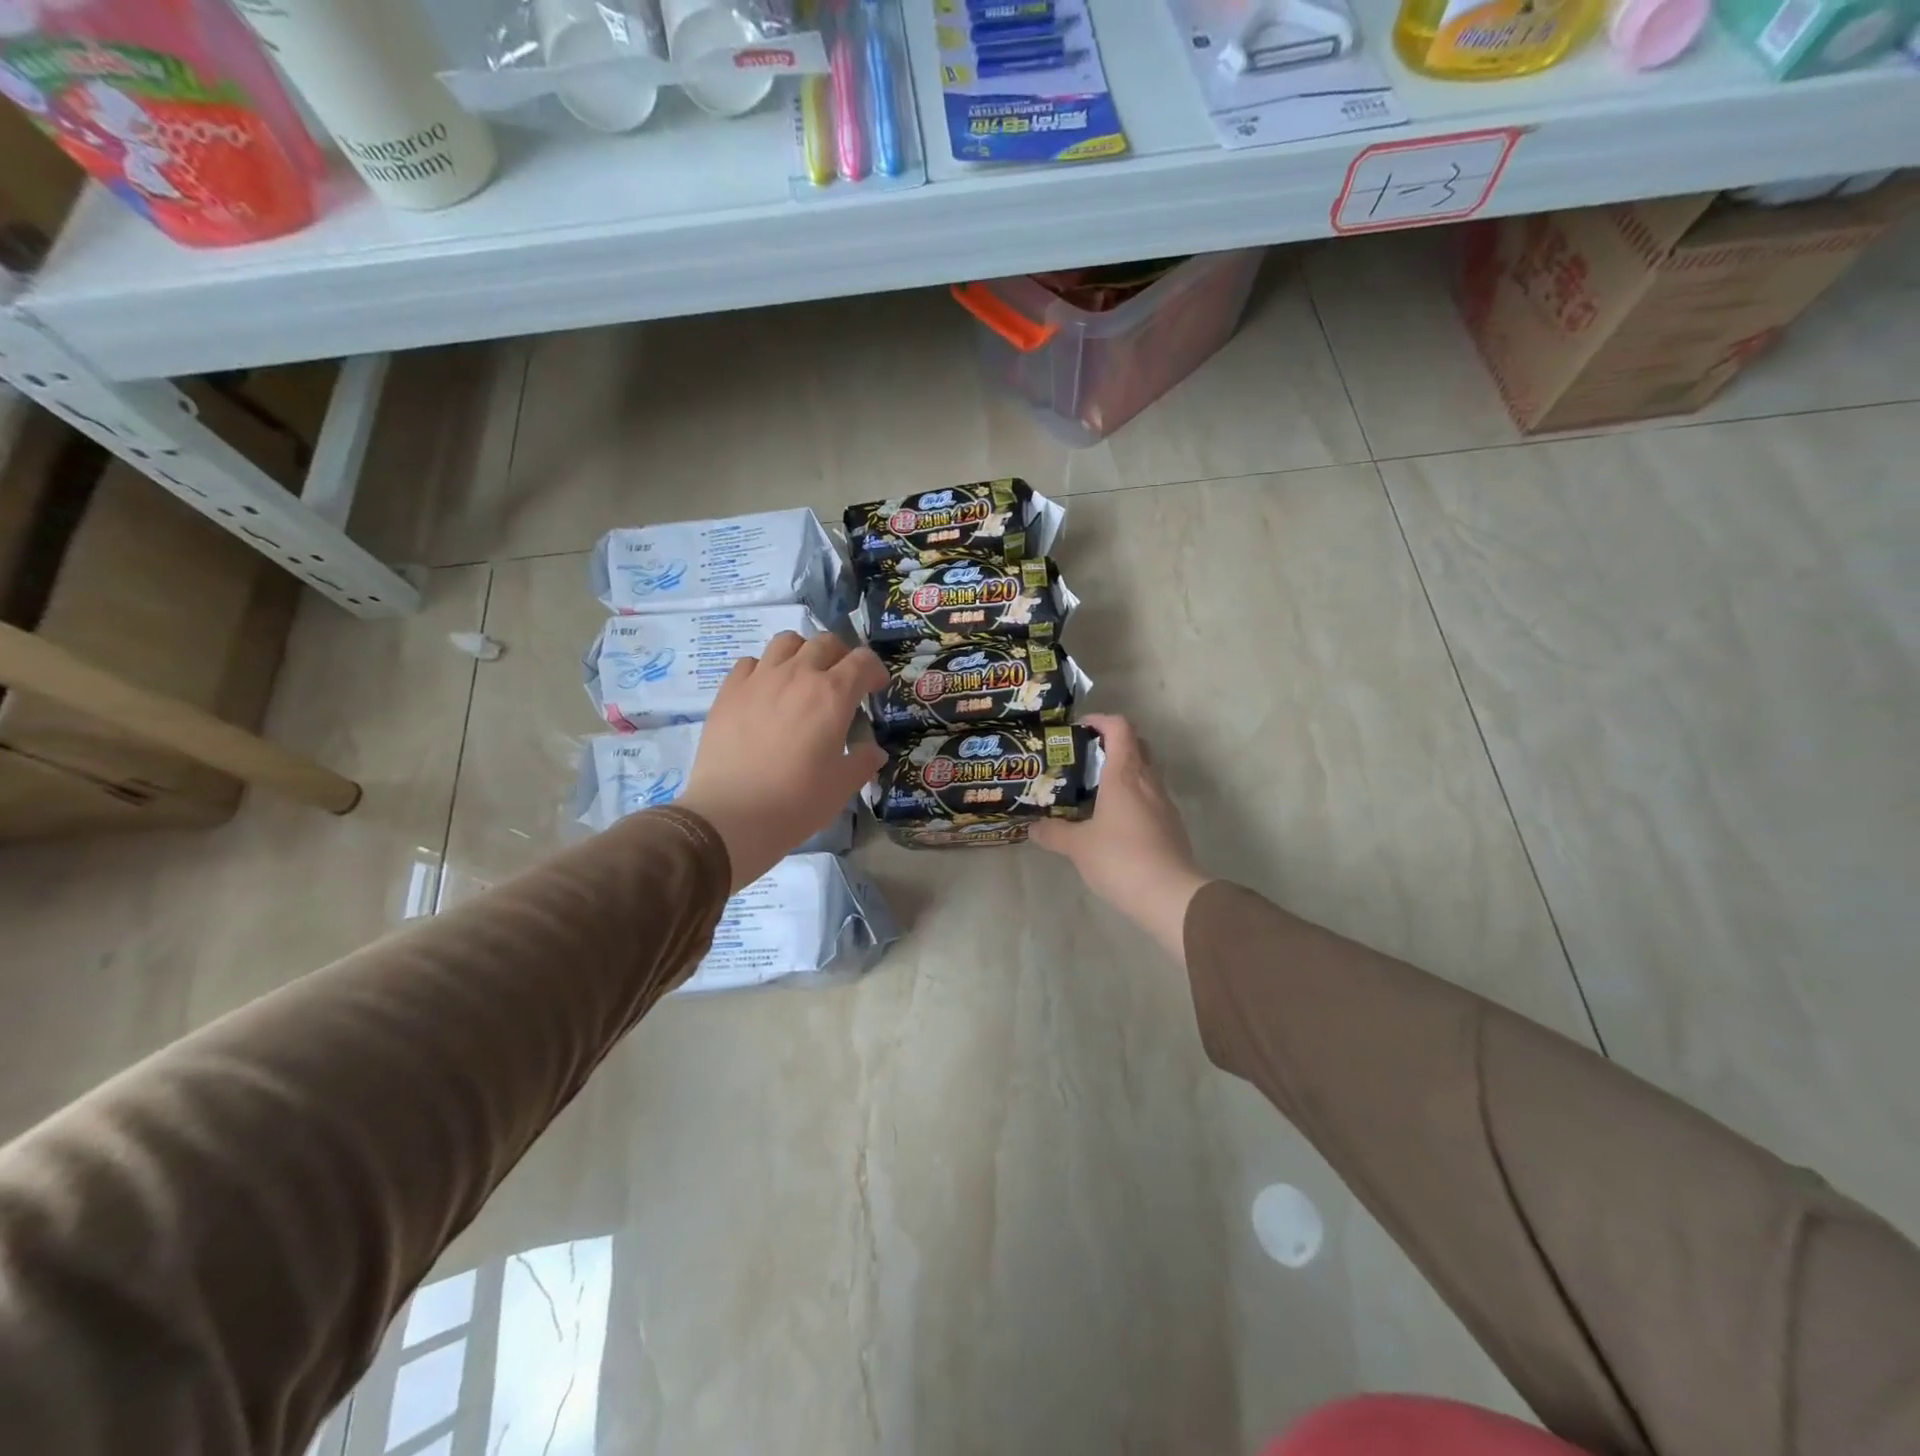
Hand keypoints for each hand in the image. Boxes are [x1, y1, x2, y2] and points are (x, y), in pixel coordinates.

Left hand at [681, 632, 887, 889]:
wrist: (731, 815)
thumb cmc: (796, 802)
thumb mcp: (841, 787)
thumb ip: (862, 762)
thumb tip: (873, 751)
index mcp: (832, 694)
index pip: (862, 660)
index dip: (874, 670)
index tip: (874, 687)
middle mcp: (797, 675)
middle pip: (825, 642)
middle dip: (841, 655)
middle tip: (842, 680)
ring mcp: (759, 679)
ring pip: (786, 642)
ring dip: (802, 652)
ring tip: (803, 676)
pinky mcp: (728, 691)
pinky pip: (750, 663)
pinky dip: (764, 669)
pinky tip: (765, 692)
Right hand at [1030, 714, 1210, 963]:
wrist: (1170, 894)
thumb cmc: (1120, 858)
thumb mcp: (1077, 846)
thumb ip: (1053, 832)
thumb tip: (1032, 827)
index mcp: (1124, 774)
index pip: (1120, 728)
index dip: (1100, 720)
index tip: (1079, 729)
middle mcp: (1148, 781)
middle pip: (1136, 744)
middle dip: (1111, 743)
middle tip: (1084, 758)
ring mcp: (1163, 802)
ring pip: (1145, 771)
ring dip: (1123, 771)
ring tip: (1094, 790)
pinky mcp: (1171, 824)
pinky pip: (1150, 796)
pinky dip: (1133, 796)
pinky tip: (1114, 820)